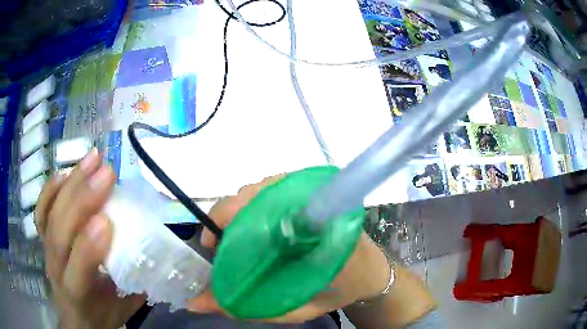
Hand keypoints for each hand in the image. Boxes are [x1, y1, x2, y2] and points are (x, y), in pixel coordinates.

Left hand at [35, 150, 144, 328]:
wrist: (77, 315)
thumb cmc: (103, 312)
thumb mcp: (124, 307)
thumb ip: (136, 281)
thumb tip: (155, 250)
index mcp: (78, 295)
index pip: (78, 271)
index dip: (89, 246)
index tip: (108, 219)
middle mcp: (56, 270)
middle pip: (60, 233)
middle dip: (81, 201)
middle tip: (107, 173)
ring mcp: (46, 249)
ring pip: (51, 215)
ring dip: (71, 185)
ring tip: (92, 160)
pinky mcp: (43, 236)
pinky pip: (41, 209)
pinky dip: (51, 188)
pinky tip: (67, 171)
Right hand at [186, 175, 391, 323]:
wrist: (371, 273)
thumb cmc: (337, 292)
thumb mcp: (295, 308)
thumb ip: (249, 307)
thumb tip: (196, 303)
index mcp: (319, 235)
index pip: (266, 210)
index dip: (231, 219)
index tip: (213, 243)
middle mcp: (317, 206)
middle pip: (260, 193)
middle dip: (229, 214)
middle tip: (219, 244)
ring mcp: (319, 195)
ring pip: (265, 187)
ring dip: (241, 207)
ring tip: (232, 234)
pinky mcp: (317, 192)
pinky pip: (277, 188)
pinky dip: (256, 202)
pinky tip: (251, 222)